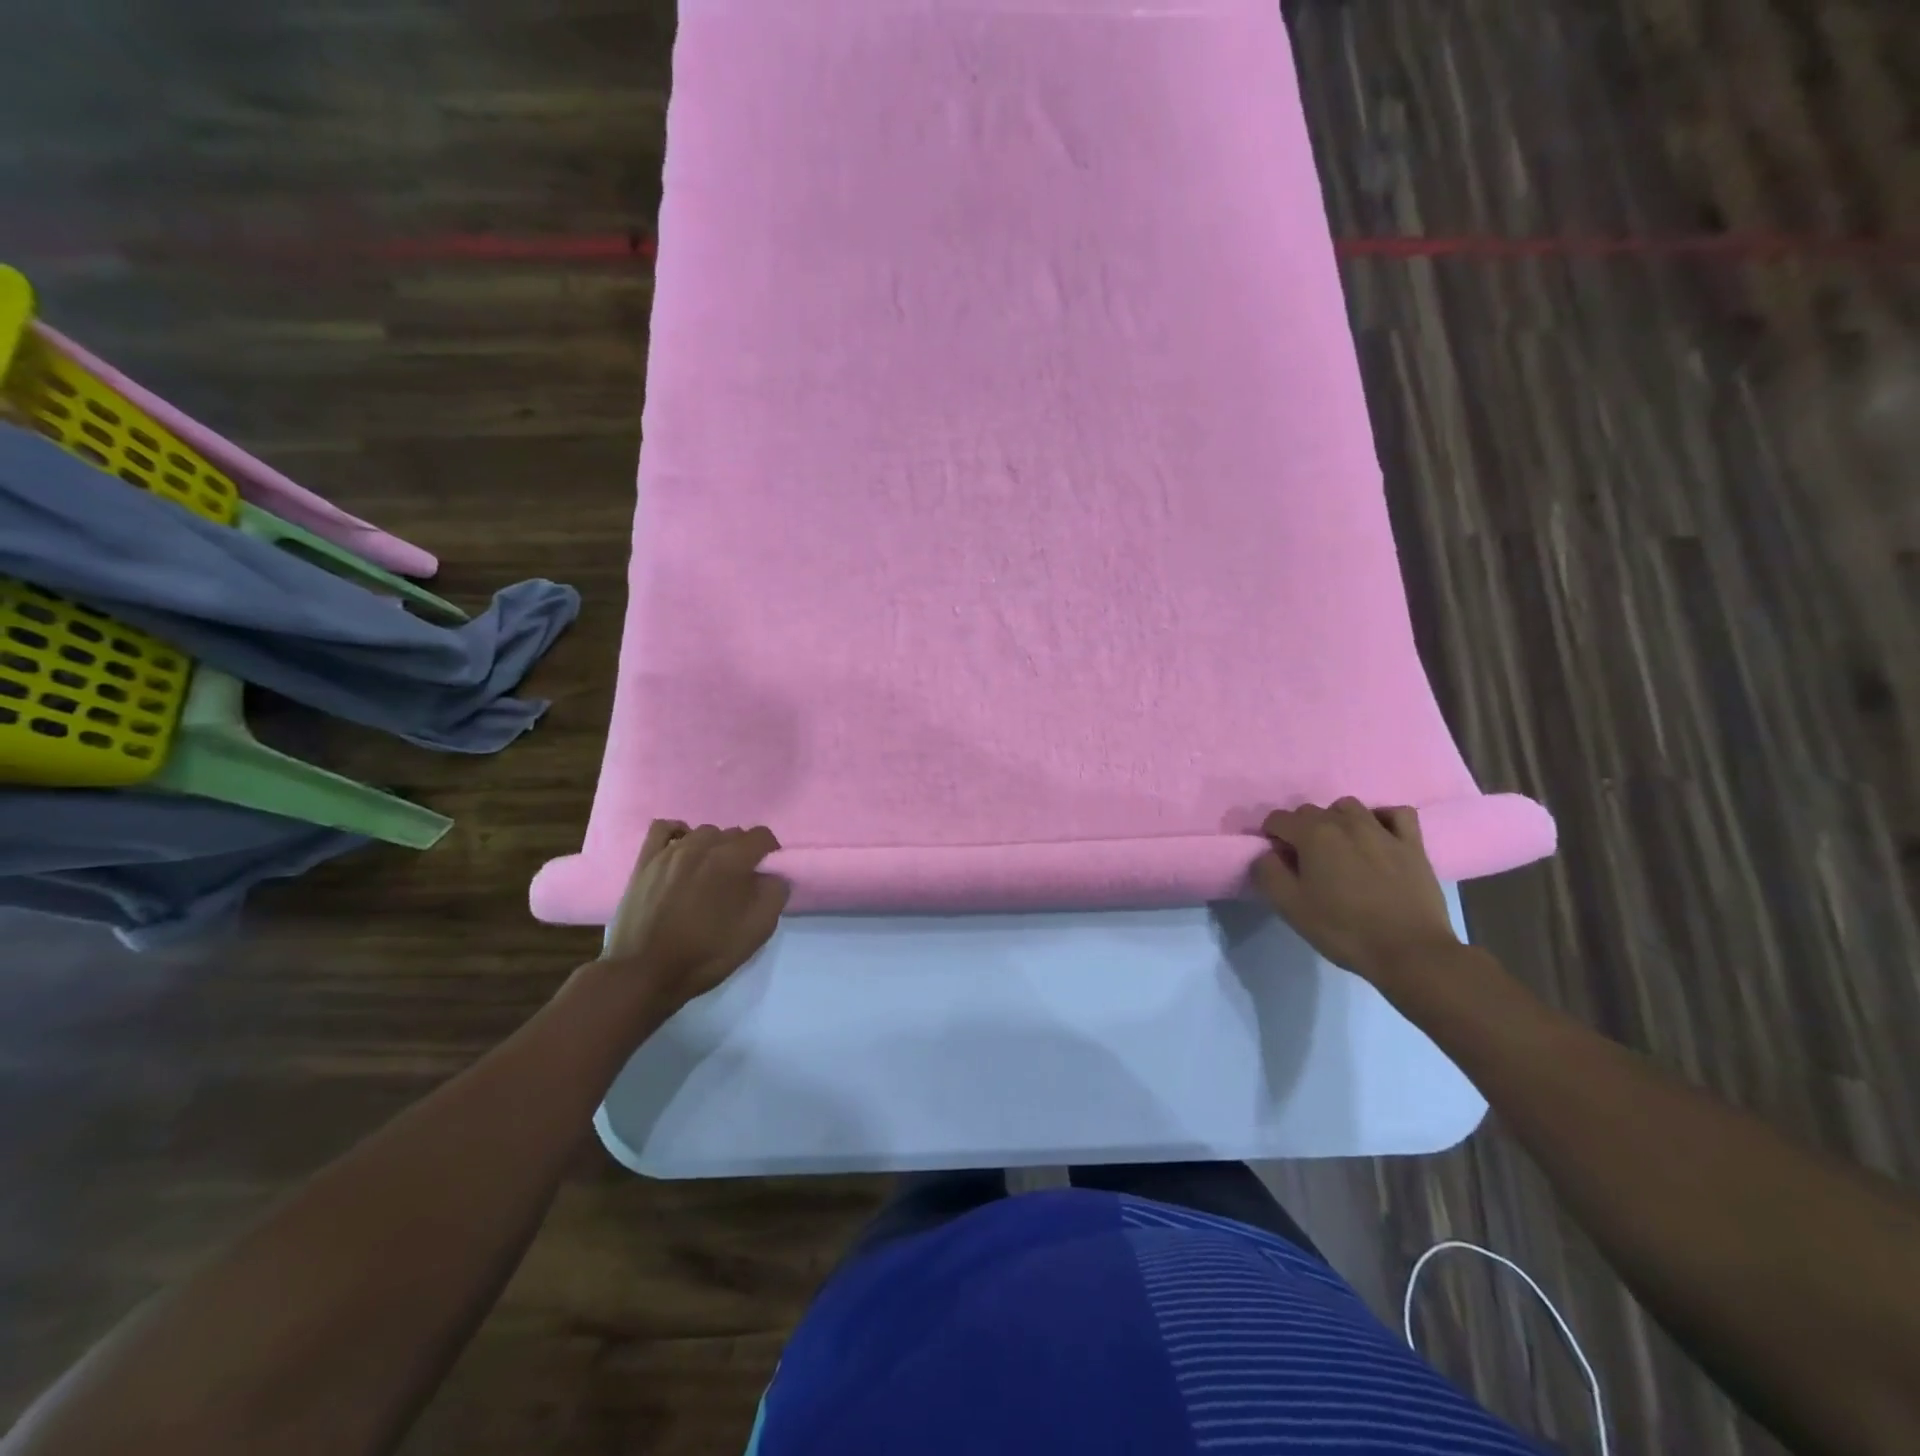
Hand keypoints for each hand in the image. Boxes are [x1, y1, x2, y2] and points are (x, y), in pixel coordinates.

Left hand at [600, 819, 789, 1010]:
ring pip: (702, 833)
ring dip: (713, 847)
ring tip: (709, 874)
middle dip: (742, 852)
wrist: (644, 973)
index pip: (761, 836)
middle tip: (738, 882)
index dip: (770, 853)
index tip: (767, 874)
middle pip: (732, 834)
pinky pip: (665, 829)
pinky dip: (678, 834)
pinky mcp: (645, 861)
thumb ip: (775, 894)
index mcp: (731, 860)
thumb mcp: (757, 931)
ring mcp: (670, 851)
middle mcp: (701, 845)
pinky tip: (681, 851)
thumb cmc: (705, 954)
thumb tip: (772, 876)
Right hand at [1252, 798, 1458, 979]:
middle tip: (1305, 861)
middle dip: (1301, 829)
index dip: (1271, 836)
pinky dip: (1383, 819)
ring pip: (1349, 807)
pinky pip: (1397, 814)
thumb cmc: (1344, 929)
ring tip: (1339, 848)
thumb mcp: (1290, 907)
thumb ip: (1267, 873)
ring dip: (1337, 820)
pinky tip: (1378, 837)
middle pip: (1311, 811)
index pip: (1278, 819)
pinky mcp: (1412, 845)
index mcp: (1313, 835)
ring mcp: (1382, 830)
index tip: (1277, 861)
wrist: (1410, 952)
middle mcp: (1345, 822)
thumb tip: (1267, 854)